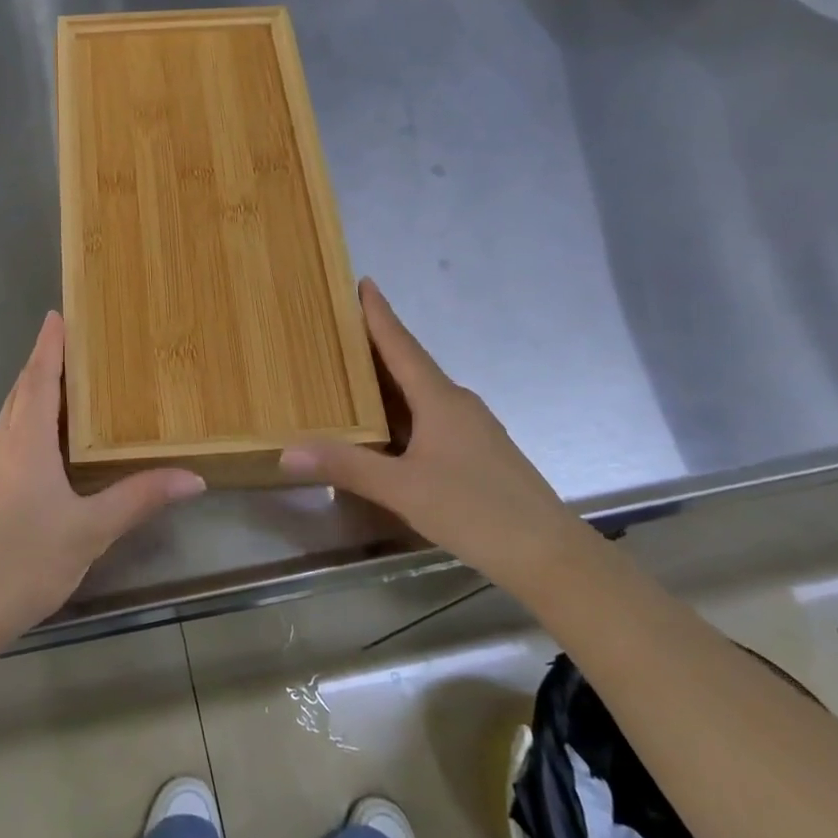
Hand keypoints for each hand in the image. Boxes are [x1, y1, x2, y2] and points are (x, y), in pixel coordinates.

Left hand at [0, 311, 205, 654]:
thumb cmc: (23, 562)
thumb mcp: (90, 530)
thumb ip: (139, 498)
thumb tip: (193, 477)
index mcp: (25, 442)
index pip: (38, 379)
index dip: (49, 345)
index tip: (58, 314)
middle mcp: (2, 445)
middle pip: (22, 391)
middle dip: (44, 361)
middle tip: (73, 340)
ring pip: (12, 416)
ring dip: (35, 391)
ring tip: (66, 382)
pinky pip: (9, 439)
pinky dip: (29, 422)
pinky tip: (48, 442)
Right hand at [280, 279, 581, 579]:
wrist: (549, 555)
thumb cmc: (475, 510)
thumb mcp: (402, 489)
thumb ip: (347, 467)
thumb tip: (287, 451)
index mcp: (439, 399)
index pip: (401, 345)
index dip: (380, 315)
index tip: (363, 282)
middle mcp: (456, 404)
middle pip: (409, 364)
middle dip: (375, 345)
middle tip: (338, 330)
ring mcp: (471, 429)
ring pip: (420, 393)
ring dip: (387, 380)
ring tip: (350, 374)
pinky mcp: (476, 453)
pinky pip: (429, 416)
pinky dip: (401, 410)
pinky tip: (385, 427)